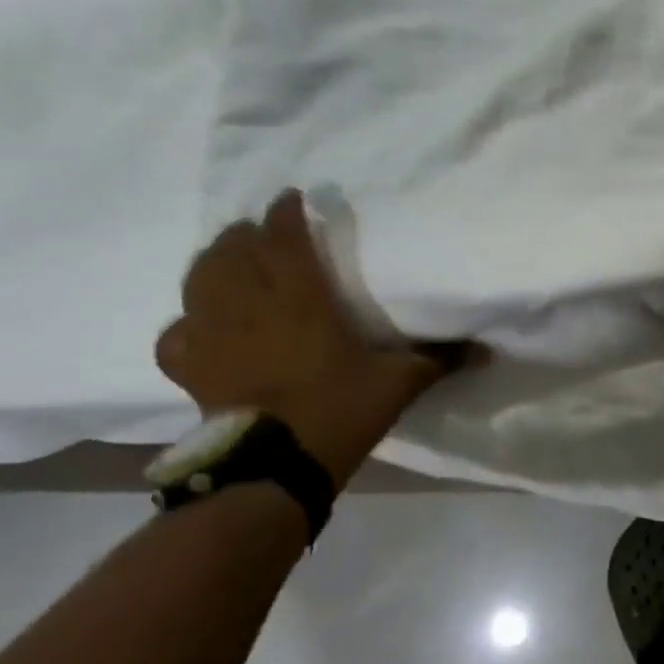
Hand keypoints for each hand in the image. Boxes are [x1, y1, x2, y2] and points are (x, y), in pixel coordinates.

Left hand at [157, 191, 467, 482]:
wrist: (277, 464)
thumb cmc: (340, 411)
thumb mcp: (398, 383)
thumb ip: (438, 360)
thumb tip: (485, 350)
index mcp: (300, 300)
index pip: (284, 239)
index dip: (285, 213)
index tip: (292, 199)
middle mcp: (248, 305)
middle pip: (233, 251)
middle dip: (246, 234)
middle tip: (262, 232)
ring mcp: (211, 334)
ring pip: (199, 280)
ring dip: (213, 263)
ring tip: (228, 262)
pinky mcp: (189, 366)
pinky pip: (178, 331)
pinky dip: (188, 322)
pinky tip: (201, 327)